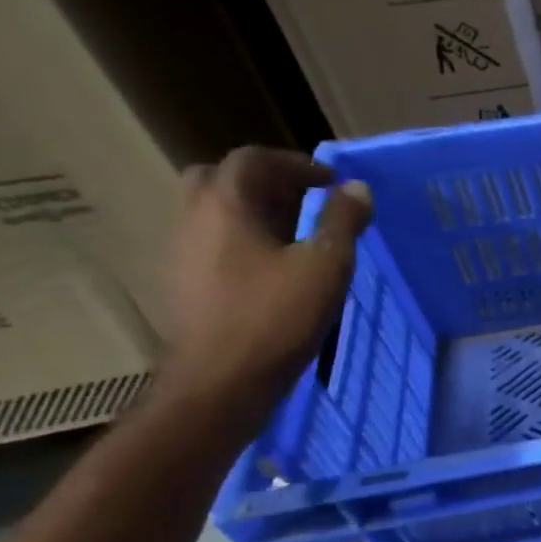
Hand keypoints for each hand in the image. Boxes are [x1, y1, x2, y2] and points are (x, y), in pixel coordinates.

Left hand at [159, 147, 372, 417]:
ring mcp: (183, 252)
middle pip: (222, 179)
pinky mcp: (185, 283)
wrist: (222, 382)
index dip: (295, 164)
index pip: (253, 160)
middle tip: (304, 201)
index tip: (331, 182)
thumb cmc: (277, 318)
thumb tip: (357, 188)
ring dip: (253, 212)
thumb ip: (342, 222)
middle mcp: (194, 218)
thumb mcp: (326, 267)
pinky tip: (272, 270)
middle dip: (266, 182)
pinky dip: (242, 240)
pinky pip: (213, 243)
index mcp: (225, 205)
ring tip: (295, 236)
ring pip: (214, 212)